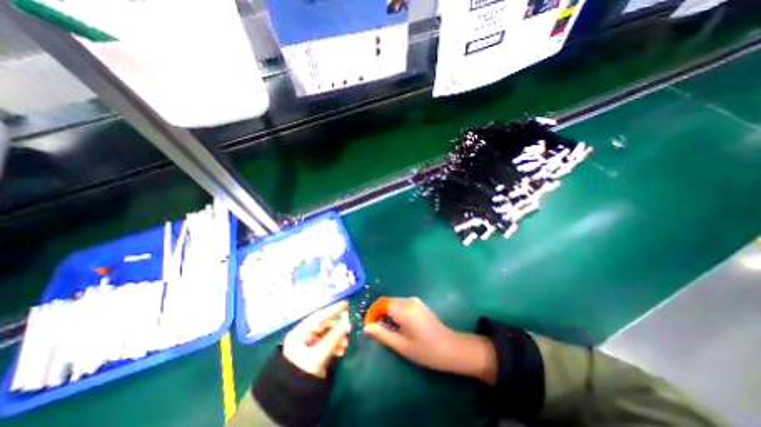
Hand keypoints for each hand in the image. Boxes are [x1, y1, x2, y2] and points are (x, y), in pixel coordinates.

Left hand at [282, 298, 349, 378]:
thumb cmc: (301, 373)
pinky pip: (327, 344)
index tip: (346, 305)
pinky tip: (341, 352)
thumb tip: (348, 324)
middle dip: (337, 330)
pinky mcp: (314, 353)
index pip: (318, 317)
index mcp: (299, 333)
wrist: (291, 400)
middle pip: (324, 326)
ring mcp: (309, 345)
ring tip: (345, 346)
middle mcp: (303, 336)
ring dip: (337, 339)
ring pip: (327, 336)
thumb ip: (333, 339)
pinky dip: (335, 346)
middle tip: (348, 332)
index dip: (332, 310)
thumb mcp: (317, 356)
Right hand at [364, 297, 500, 383]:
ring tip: (389, 330)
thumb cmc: (425, 350)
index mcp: (404, 309)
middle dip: (380, 314)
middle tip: (378, 331)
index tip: (370, 327)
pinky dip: (396, 313)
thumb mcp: (401, 345)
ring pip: (395, 303)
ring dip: (388, 314)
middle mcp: (409, 300)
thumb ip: (382, 334)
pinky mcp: (419, 304)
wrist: (451, 348)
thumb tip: (366, 327)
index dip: (373, 314)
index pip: (381, 304)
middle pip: (388, 302)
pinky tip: (400, 326)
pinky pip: (402, 304)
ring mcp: (415, 301)